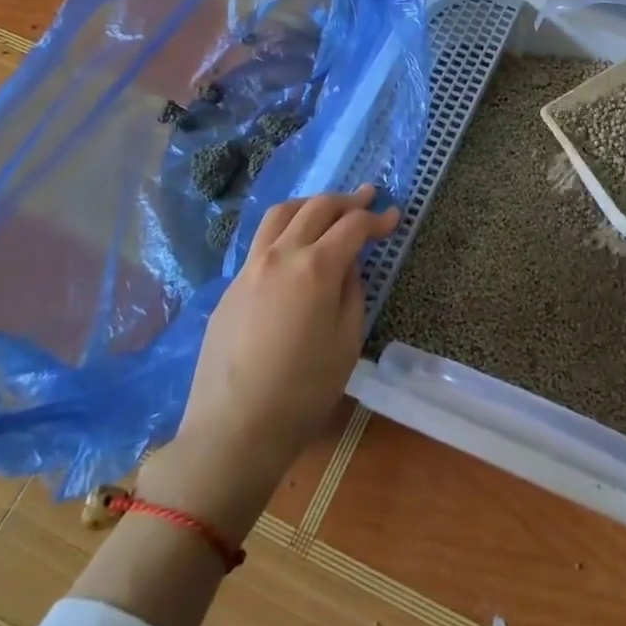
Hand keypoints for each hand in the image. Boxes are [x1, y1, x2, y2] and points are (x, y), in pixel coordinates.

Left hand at [143, 185, 398, 535]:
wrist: (233, 429)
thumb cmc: (304, 391)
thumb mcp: (347, 341)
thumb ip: (351, 292)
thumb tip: (347, 266)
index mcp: (316, 267)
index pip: (353, 225)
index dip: (377, 218)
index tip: (393, 216)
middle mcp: (281, 255)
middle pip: (317, 208)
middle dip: (346, 200)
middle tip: (367, 197)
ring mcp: (250, 267)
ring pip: (281, 214)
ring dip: (310, 204)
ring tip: (327, 209)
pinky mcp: (231, 286)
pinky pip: (262, 242)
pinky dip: (285, 229)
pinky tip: (294, 247)